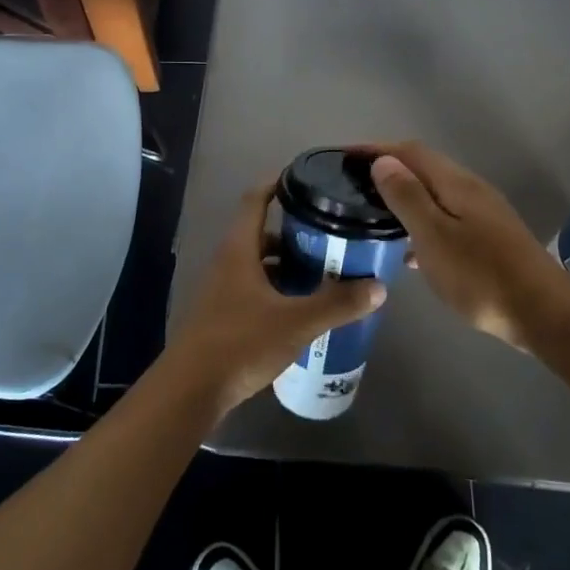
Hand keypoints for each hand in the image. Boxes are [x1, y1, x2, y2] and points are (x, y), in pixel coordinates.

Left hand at [159, 181, 383, 421]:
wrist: (191, 390)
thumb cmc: (241, 343)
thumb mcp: (296, 323)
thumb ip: (337, 304)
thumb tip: (378, 287)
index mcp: (239, 249)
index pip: (255, 199)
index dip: (278, 183)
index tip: (306, 179)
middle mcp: (228, 262)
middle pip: (261, 233)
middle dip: (294, 232)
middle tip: (330, 235)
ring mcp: (222, 290)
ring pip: (259, 264)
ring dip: (287, 264)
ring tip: (323, 272)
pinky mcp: (223, 315)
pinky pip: (255, 289)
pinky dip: (278, 290)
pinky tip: (301, 308)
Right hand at [370, 143, 567, 351]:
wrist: (543, 313)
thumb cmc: (481, 275)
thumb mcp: (434, 236)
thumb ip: (407, 197)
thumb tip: (383, 161)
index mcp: (455, 183)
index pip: (409, 151)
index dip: (376, 149)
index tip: (343, 155)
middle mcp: (470, 190)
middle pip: (423, 168)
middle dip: (387, 170)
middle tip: (352, 186)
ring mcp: (482, 214)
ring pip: (434, 195)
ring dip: (403, 198)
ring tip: (372, 215)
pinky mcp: (488, 239)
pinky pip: (444, 220)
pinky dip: (421, 225)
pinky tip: (409, 253)